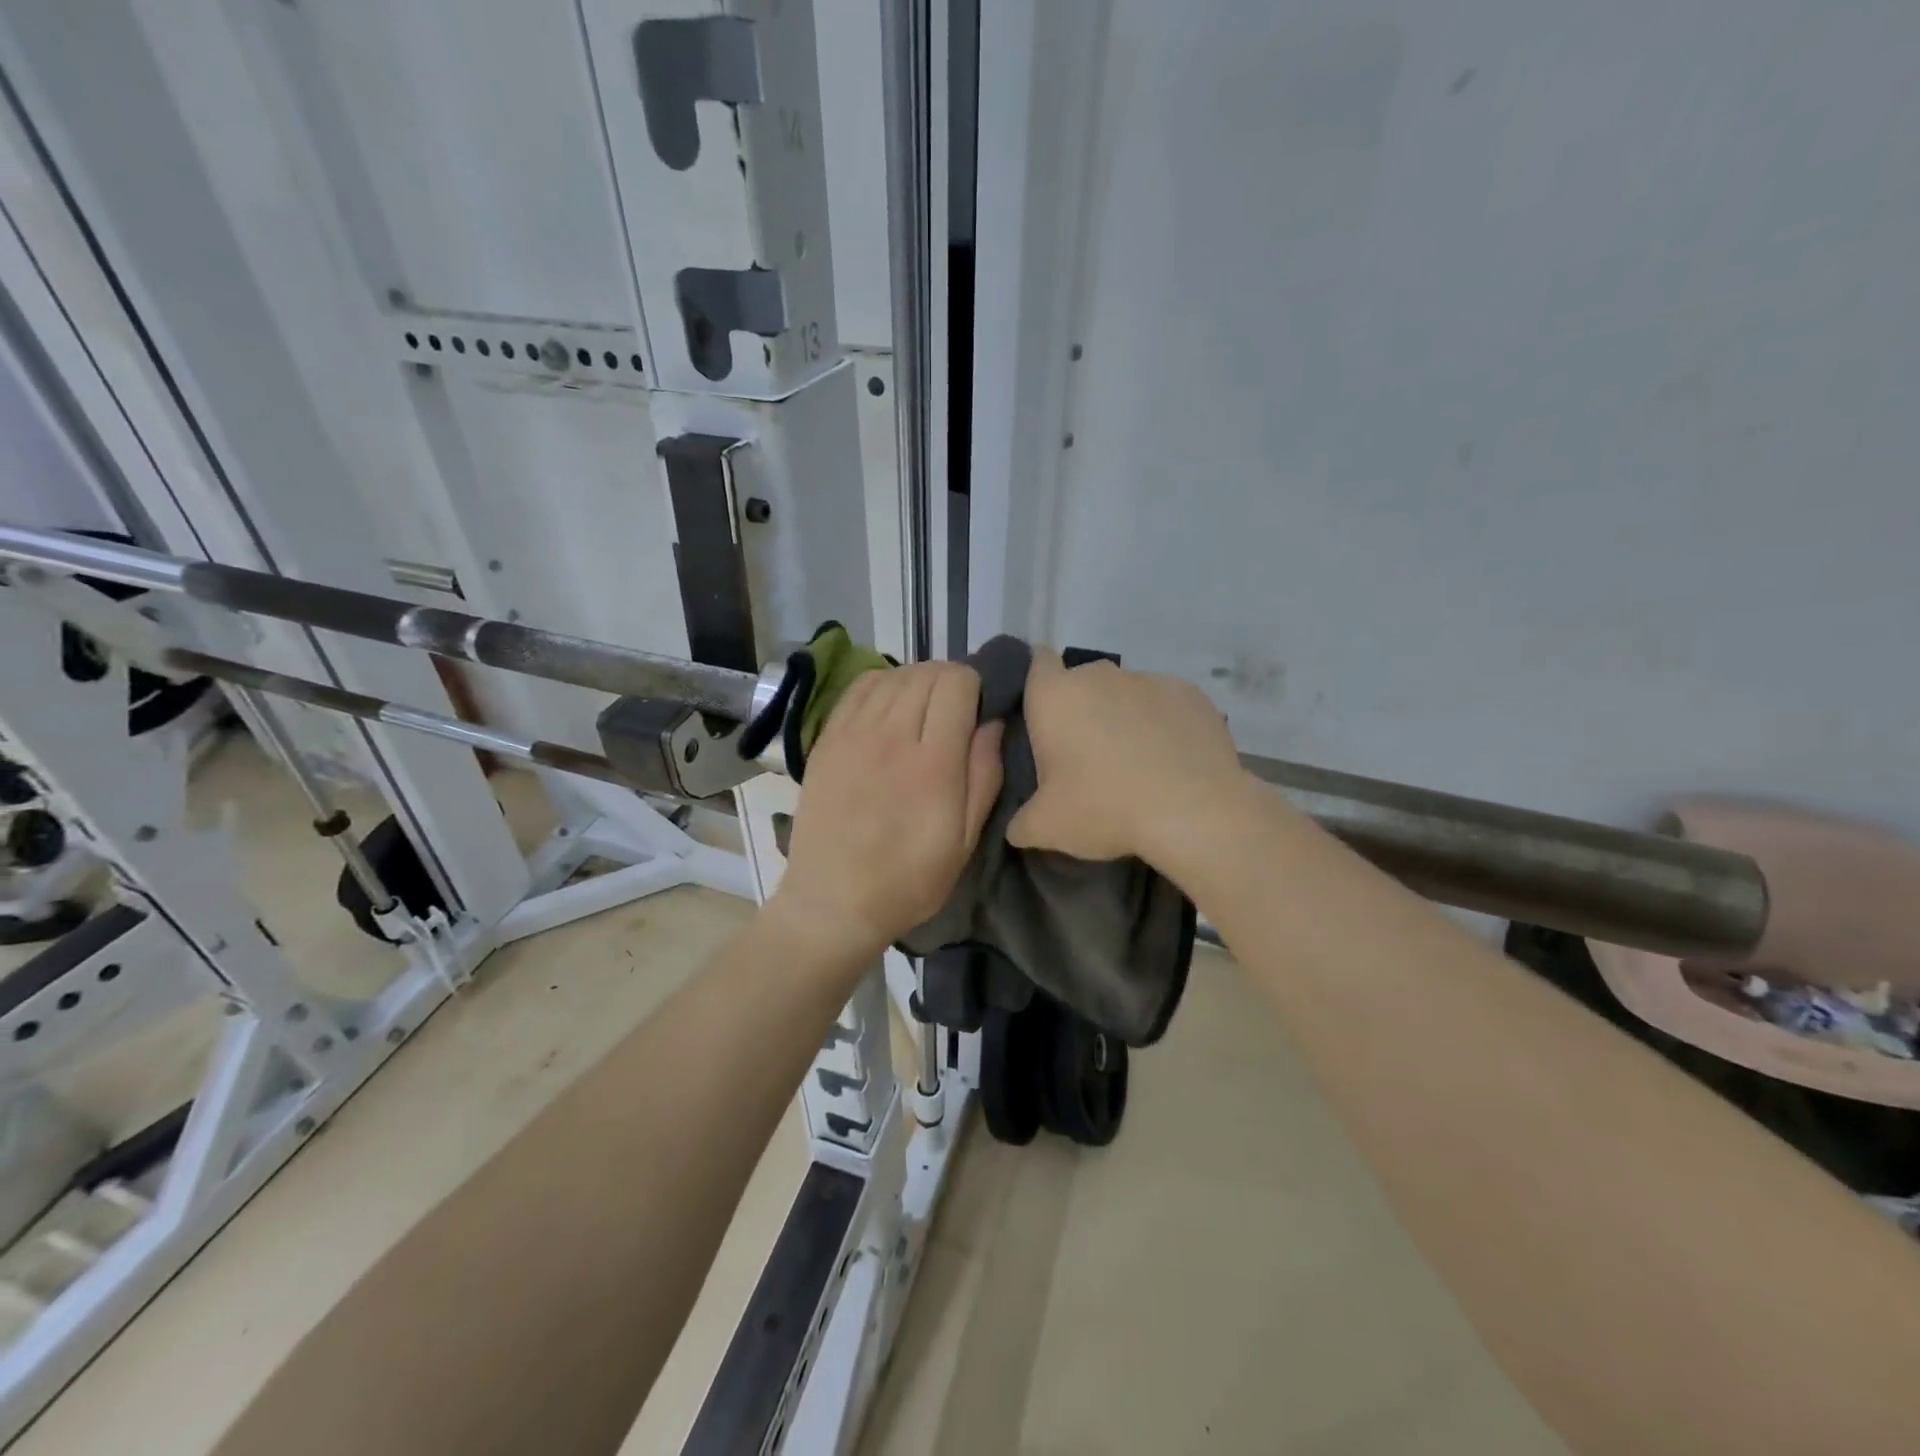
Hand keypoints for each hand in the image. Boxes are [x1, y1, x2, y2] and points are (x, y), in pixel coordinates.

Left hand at [772, 663, 1003, 961]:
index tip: (978, 711)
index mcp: (933, 762)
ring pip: (894, 675)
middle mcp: (892, 735)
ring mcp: (853, 734)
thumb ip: (984, 775)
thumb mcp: (965, 840)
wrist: (833, 901)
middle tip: (954, 712)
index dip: (976, 687)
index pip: (957, 683)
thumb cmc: (909, 879)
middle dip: (950, 682)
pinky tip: (890, 706)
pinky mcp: (827, 739)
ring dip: (917, 681)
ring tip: (922, 710)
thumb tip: (993, 722)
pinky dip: (882, 684)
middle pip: (927, 673)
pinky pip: (859, 688)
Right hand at [1006, 650, 1246, 863]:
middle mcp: (1099, 675)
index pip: (1035, 661)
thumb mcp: (1047, 828)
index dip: (1036, 682)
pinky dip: (1162, 724)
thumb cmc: (1106, 808)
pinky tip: (1171, 760)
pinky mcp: (1190, 693)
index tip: (1040, 713)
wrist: (1194, 811)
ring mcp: (1148, 679)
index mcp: (1055, 696)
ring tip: (1134, 762)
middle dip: (1081, 709)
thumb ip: (1021, 822)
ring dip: (1123, 717)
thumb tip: (1016, 827)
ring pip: (1125, 693)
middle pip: (1081, 681)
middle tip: (1084, 755)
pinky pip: (1165, 704)